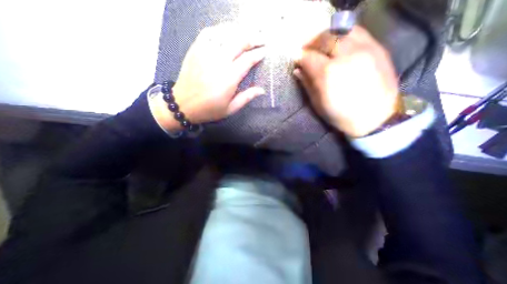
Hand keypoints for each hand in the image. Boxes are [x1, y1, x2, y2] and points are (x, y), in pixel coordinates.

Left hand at [151, 23, 265, 131]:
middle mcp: (219, 61)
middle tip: (262, 39)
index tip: (265, 52)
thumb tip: (262, 90)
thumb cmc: (209, 109)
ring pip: (226, 34)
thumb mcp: (230, 109)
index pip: (248, 60)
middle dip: (253, 38)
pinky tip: (228, 32)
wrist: (182, 104)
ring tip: (249, 33)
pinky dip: (221, 29)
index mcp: (229, 78)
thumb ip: (246, 97)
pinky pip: (209, 32)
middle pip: (239, 42)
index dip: (258, 54)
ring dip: (240, 31)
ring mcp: (206, 52)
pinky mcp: (196, 49)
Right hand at [294, 27, 400, 136]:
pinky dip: (344, 35)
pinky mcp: (377, 48)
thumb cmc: (341, 115)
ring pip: (342, 31)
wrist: (375, 118)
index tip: (296, 60)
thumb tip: (297, 71)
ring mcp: (364, 49)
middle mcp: (345, 56)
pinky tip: (338, 44)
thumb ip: (307, 84)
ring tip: (321, 45)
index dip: (300, 57)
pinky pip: (358, 32)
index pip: (309, 57)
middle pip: (325, 38)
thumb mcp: (318, 104)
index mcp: (328, 73)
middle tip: (306, 49)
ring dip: (327, 36)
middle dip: (312, 42)